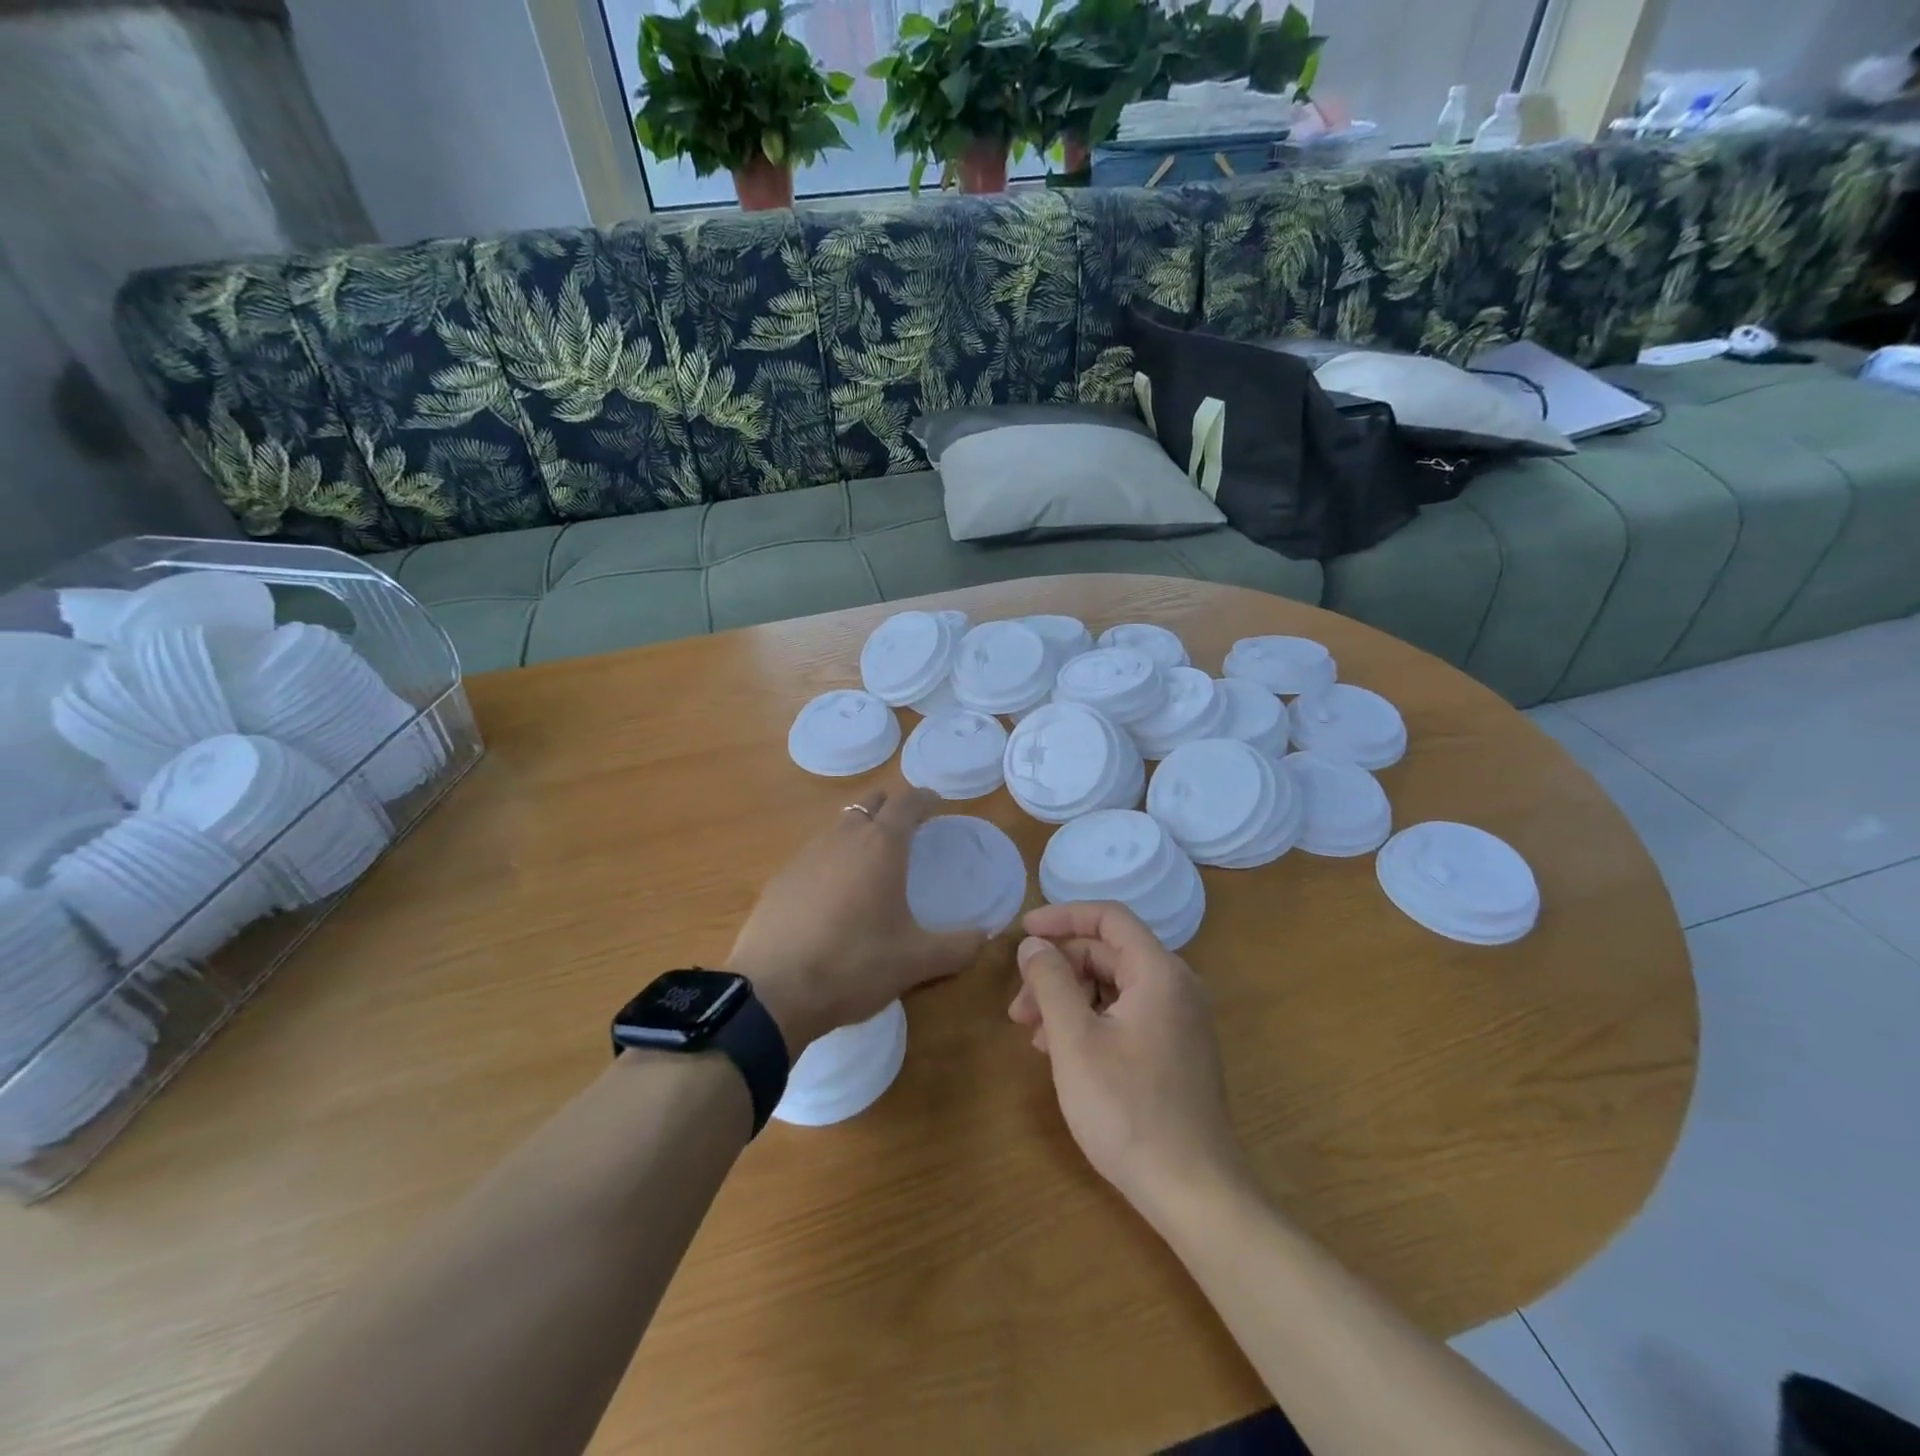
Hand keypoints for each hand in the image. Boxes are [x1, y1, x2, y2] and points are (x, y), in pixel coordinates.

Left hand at [731, 787, 987, 1053]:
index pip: (907, 803)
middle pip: (869, 804)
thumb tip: (984, 936)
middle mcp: (843, 838)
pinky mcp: (780, 878)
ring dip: (858, 832)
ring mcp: (805, 855)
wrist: (773, 991)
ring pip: (838, 827)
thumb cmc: (854, 965)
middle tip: (906, 827)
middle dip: (890, 808)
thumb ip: (957, 946)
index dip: (924, 799)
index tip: (935, 802)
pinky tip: (833, 893)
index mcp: (881, 846)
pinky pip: (814, 855)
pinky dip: (831, 860)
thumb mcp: (915, 962)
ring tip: (871, 861)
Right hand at [1010, 901, 1249, 1224]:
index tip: (1023, 931)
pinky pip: (1126, 1014)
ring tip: (1032, 1035)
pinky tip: (1061, 1053)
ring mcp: (1179, 1021)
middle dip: (1058, 970)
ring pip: (1113, 987)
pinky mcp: (1176, 1050)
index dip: (1061, 917)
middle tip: (1018, 1006)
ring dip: (1068, 999)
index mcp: (1159, 972)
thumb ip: (1050, 981)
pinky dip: (1090, 1021)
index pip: (1108, 917)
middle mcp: (1176, 986)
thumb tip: (1033, 944)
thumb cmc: (1128, 1110)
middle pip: (1107, 953)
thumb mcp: (1075, 1040)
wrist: (1195, 1193)